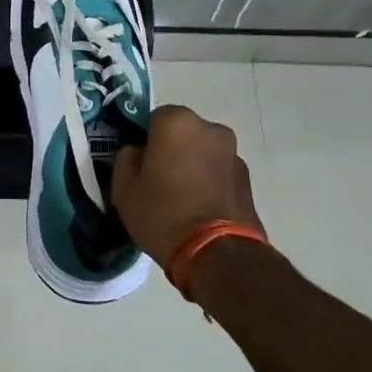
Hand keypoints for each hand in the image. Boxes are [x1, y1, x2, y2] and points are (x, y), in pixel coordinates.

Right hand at [111, 105, 266, 268]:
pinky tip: (200, 208)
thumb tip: (138, 152)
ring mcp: (233, 152)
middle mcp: (210, 128)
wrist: (217, 253)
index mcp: (177, 122)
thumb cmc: (162, 214)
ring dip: (192, 165)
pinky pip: (218, 171)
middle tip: (158, 181)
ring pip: (202, 151)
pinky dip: (209, 181)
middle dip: (171, 149)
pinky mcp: (247, 177)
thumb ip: (126, 159)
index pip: (152, 118)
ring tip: (181, 199)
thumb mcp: (124, 188)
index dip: (144, 140)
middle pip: (182, 132)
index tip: (139, 165)